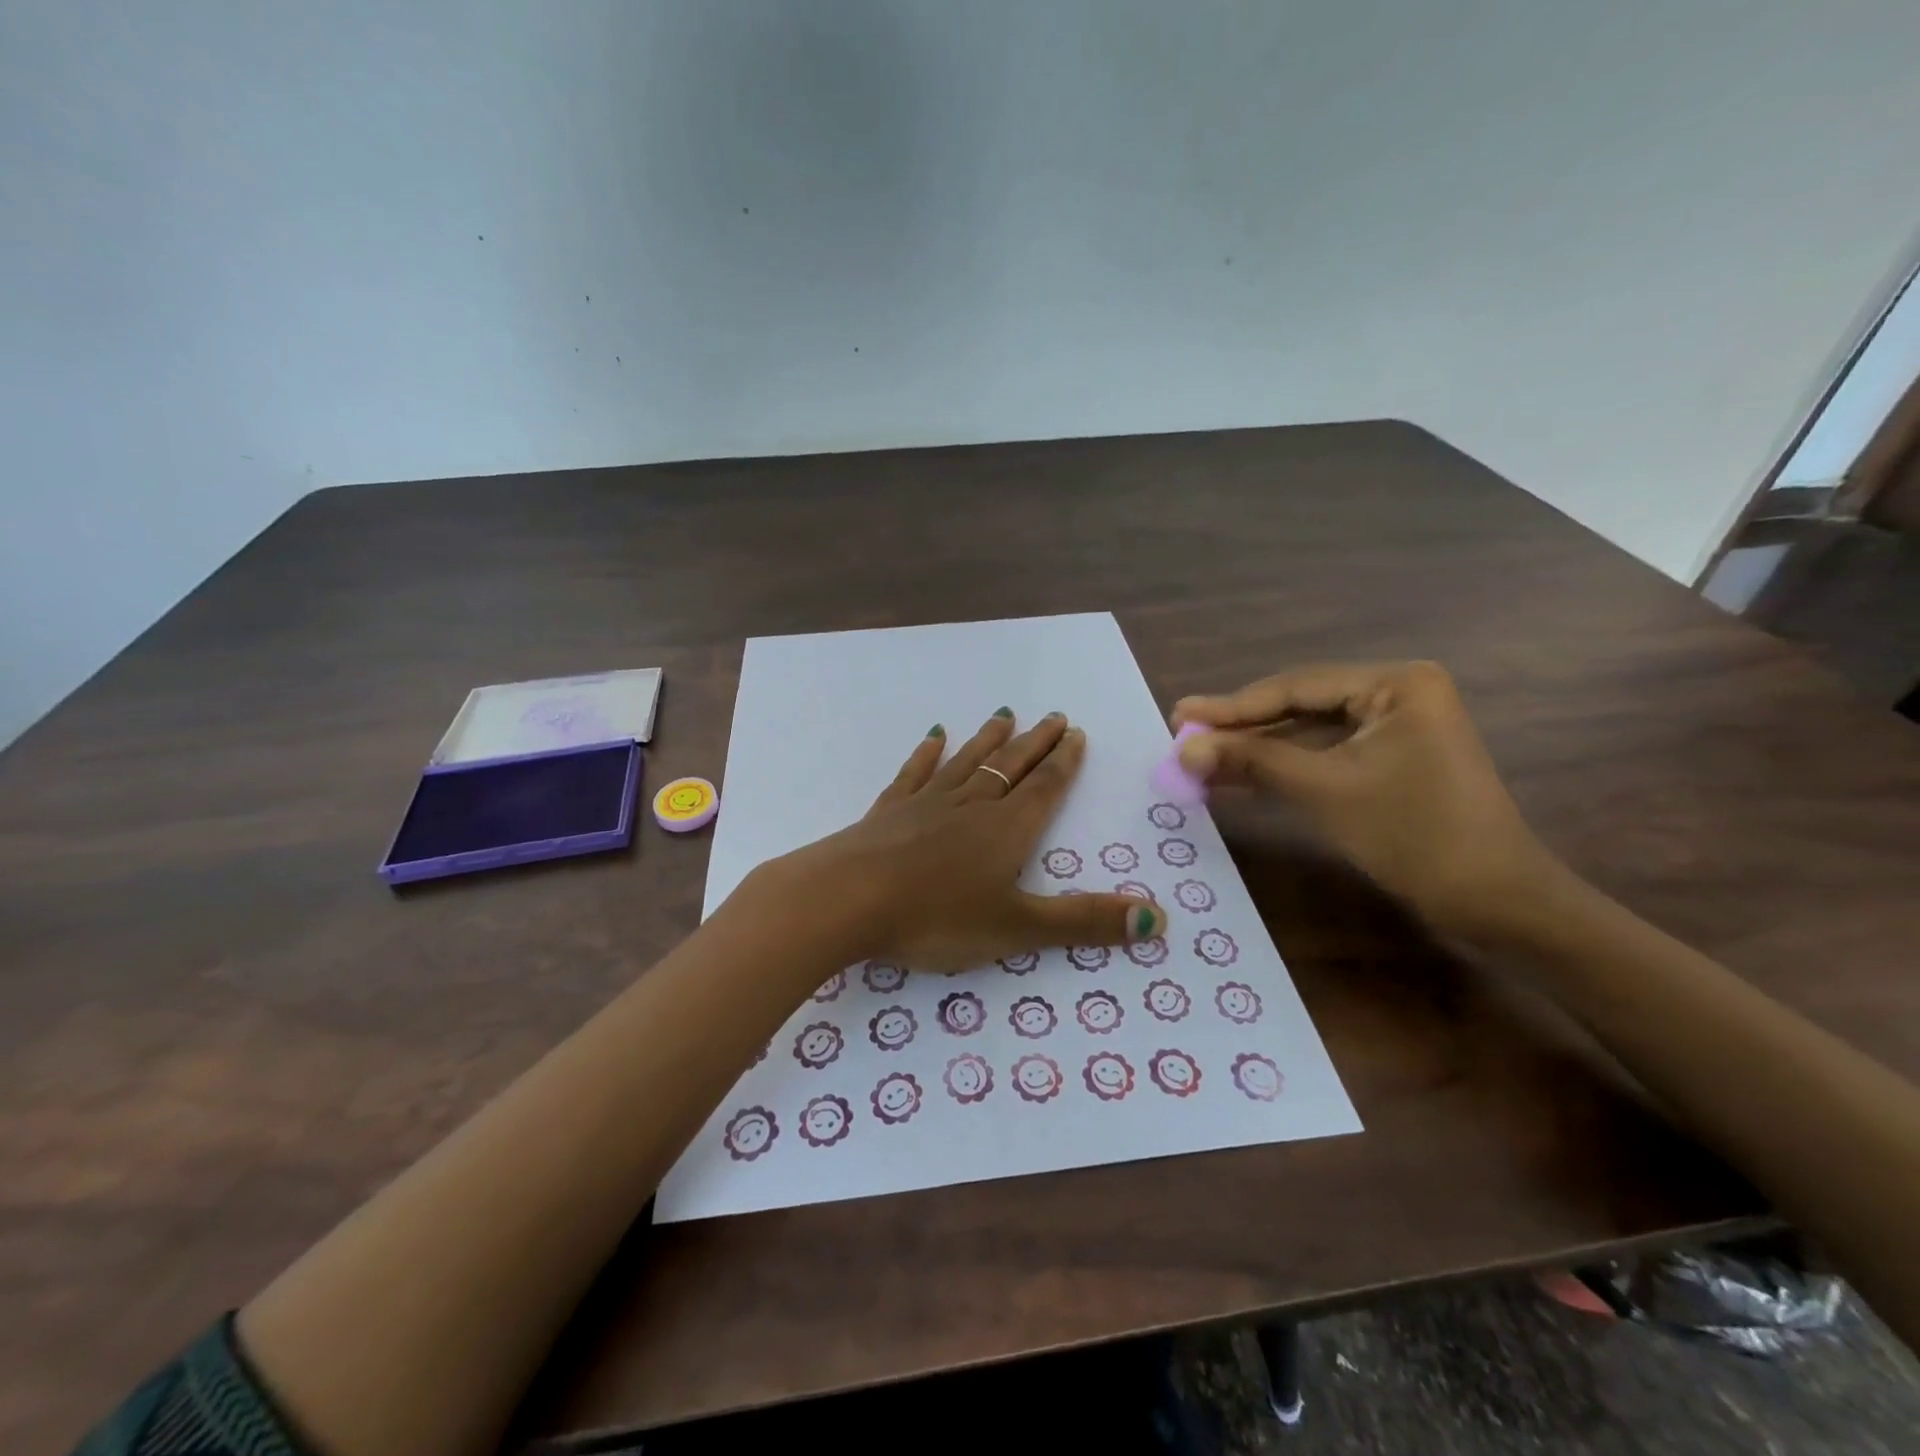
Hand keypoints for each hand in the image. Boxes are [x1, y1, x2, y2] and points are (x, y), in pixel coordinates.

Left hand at [756, 710, 1166, 972]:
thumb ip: (1084, 922)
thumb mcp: (1017, 927)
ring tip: (1004, 714)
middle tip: (1054, 716)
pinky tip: (934, 737)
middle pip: (1010, 767)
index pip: (1044, 788)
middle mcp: (971, 806)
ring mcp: (926, 804)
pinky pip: (915, 774)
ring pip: (966, 763)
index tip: (1075, 732)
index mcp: (1006, 830)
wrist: (847, 898)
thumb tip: (1159, 920)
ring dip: (988, 740)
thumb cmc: (936, 916)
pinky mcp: (888, 811)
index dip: (1063, 762)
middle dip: (1035, 744)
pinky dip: (927, 754)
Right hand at [1172, 662, 1552, 940]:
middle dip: (1241, 727)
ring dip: (1256, 750)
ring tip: (1199, 759)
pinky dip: (1282, 768)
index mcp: (1396, 683)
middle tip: (1182, 734)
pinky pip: (1324, 756)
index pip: (1296, 687)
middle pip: (1299, 706)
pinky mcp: (1390, 761)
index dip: (1232, 706)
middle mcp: (1397, 694)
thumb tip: (1183, 749)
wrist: (1494, 903)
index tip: (1179, 715)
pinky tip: (1236, 778)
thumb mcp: (1325, 790)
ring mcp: (1395, 729)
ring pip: (1307, 733)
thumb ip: (1252, 761)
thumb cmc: (1414, 834)